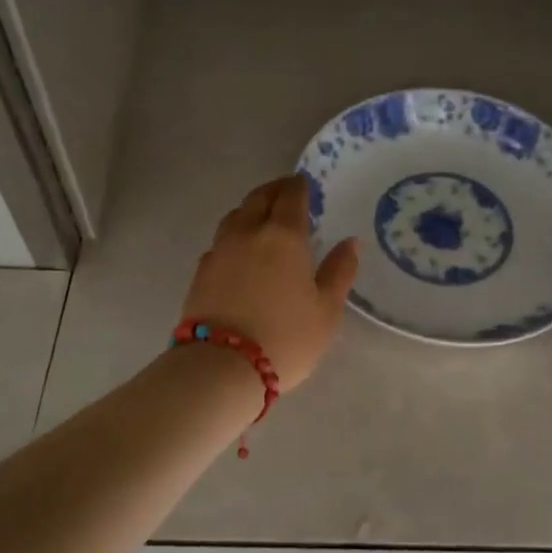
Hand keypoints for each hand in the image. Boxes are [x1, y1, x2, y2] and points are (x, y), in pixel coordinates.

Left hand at [180, 175, 359, 391]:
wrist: (220, 367)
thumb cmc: (286, 338)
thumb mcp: (327, 310)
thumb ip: (340, 272)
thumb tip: (350, 243)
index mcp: (284, 235)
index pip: (291, 196)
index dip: (300, 186)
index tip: (306, 185)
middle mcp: (248, 232)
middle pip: (259, 198)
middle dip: (275, 190)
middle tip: (287, 193)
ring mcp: (220, 250)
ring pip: (235, 215)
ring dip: (251, 209)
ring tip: (263, 219)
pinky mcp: (201, 271)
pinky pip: (220, 241)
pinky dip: (234, 236)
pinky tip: (240, 251)